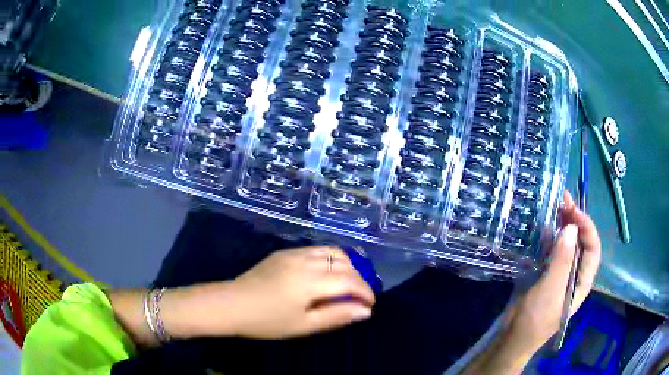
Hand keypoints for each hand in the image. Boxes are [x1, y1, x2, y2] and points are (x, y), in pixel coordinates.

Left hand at [214, 246, 374, 338]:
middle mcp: (305, 261)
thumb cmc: (267, 321)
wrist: (230, 305)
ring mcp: (293, 253)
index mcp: (310, 281)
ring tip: (349, 282)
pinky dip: (330, 258)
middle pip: (344, 262)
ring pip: (331, 251)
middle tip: (360, 296)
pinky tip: (328, 273)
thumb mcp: (304, 325)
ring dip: (347, 264)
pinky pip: (316, 249)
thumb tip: (366, 311)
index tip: (370, 305)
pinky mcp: (284, 252)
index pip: (350, 281)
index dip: (365, 292)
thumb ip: (337, 316)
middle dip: (359, 278)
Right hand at [506, 191, 601, 352]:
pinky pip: (551, 250)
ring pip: (566, 244)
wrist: (513, 337)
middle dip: (575, 220)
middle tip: (564, 199)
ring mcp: (560, 272)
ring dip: (563, 224)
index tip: (573, 212)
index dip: (586, 227)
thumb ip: (562, 261)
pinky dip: (550, 237)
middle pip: (580, 242)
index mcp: (582, 281)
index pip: (592, 248)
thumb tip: (571, 228)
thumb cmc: (535, 319)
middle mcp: (575, 273)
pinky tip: (545, 227)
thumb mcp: (550, 291)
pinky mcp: (545, 272)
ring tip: (555, 205)